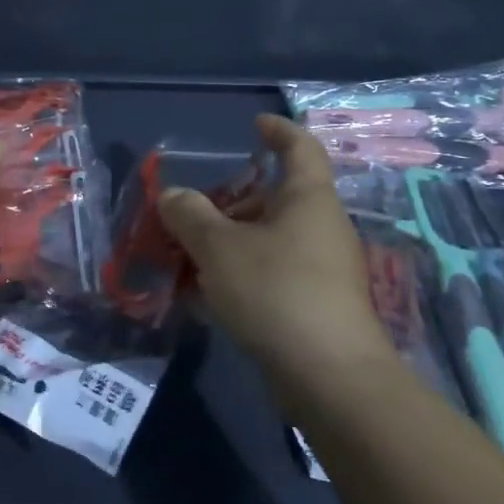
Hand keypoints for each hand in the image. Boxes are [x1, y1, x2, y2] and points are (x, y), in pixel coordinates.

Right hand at [159, 114, 388, 381]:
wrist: (329, 378)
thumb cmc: (276, 291)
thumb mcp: (218, 247)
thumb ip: (190, 215)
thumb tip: (173, 196)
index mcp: (308, 199)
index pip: (300, 148)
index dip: (278, 130)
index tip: (254, 125)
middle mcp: (320, 228)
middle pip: (275, 198)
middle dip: (231, 200)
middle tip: (191, 210)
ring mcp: (322, 269)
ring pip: (268, 240)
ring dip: (228, 242)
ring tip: (186, 256)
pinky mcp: (315, 306)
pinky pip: (271, 274)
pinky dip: (239, 275)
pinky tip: (206, 297)